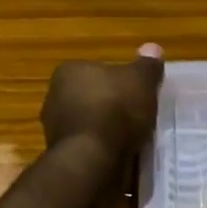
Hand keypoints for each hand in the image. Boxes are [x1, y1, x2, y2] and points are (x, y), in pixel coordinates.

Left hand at [41, 45, 165, 161]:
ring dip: (107, 129)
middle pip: (92, 97)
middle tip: (138, 114)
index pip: (97, 70)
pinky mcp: (62, 154)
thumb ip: (147, 65)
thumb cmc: (115, 109)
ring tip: (133, 137)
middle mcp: (55, 96)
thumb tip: (152, 48)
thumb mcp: (141, 81)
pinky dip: (103, 149)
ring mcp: (55, 128)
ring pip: (89, 123)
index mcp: (68, 71)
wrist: (93, 159)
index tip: (137, 92)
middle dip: (112, 105)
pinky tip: (121, 154)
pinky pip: (89, 146)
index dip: (119, 80)